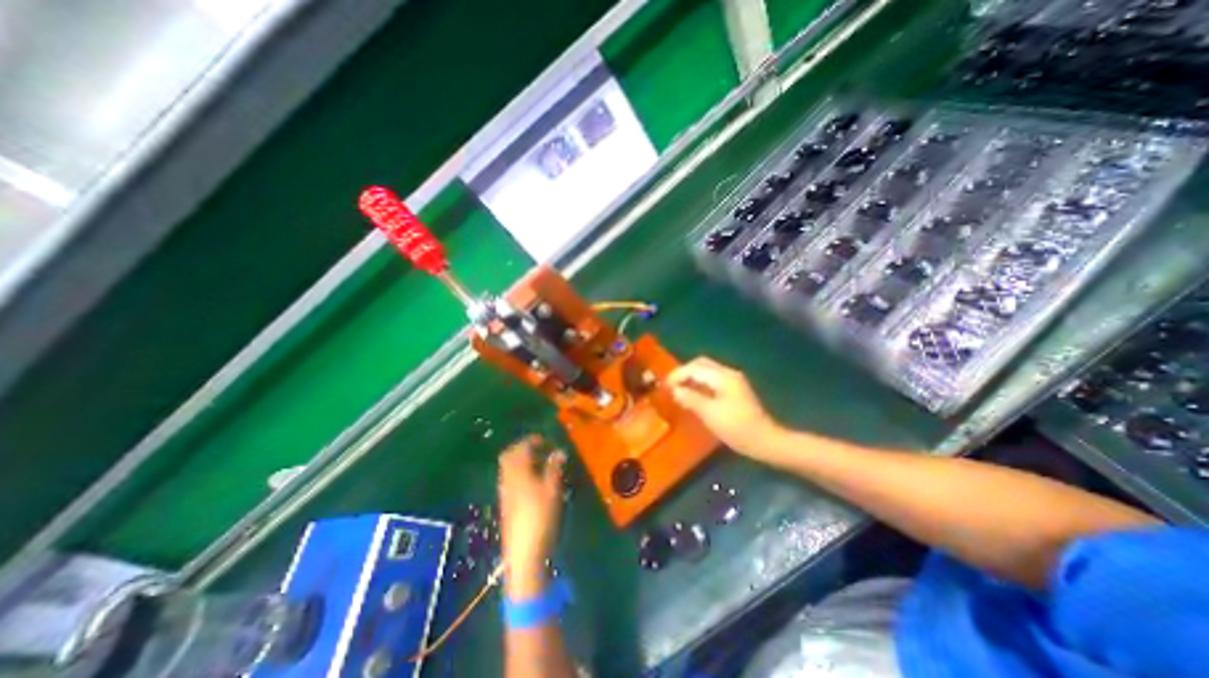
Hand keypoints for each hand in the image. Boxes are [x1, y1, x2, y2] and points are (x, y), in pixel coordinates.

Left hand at [496, 434, 566, 598]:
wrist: (523, 554)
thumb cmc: (540, 518)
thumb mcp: (552, 491)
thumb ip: (554, 468)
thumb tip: (559, 451)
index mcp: (518, 473)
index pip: (521, 448)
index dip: (532, 441)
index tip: (545, 440)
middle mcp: (508, 479)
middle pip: (509, 456)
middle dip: (522, 448)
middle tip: (539, 448)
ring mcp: (505, 493)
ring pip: (508, 468)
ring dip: (520, 460)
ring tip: (539, 463)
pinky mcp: (506, 504)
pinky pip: (509, 479)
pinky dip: (519, 472)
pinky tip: (532, 481)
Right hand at [667, 356, 780, 460]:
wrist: (765, 440)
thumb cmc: (736, 428)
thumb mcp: (710, 414)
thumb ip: (691, 399)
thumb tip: (675, 390)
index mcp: (723, 377)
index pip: (695, 368)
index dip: (678, 375)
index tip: (665, 385)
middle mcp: (728, 373)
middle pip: (701, 364)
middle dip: (684, 372)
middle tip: (671, 385)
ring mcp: (733, 380)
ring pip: (707, 371)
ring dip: (692, 377)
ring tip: (679, 390)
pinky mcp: (735, 389)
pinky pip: (713, 379)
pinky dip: (700, 383)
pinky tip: (694, 395)